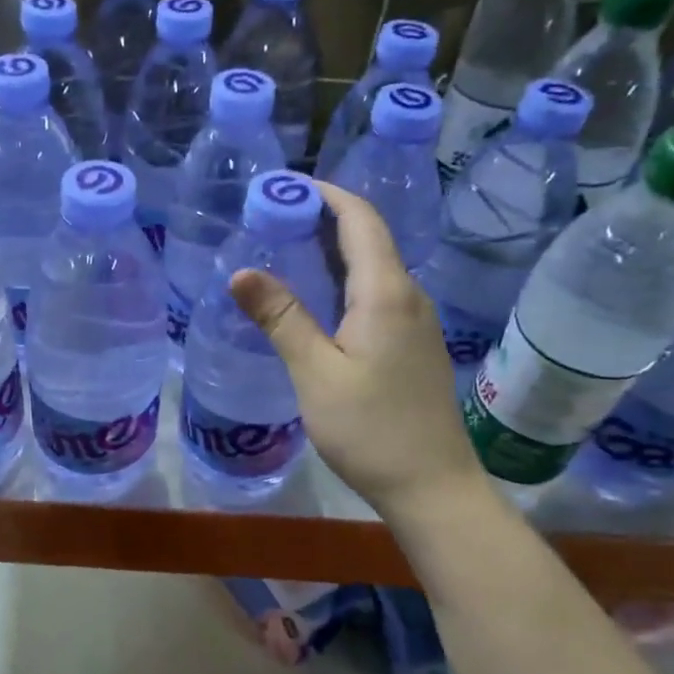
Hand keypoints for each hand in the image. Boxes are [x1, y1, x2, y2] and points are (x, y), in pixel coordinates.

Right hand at [229, 182, 481, 517]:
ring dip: (333, 252)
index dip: (326, 195)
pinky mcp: (414, 346)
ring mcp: (416, 322)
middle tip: (272, 218)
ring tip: (286, 250)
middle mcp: (408, 296)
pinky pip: (378, 295)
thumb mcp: (316, 373)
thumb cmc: (371, 430)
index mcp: (386, 292)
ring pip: (374, 268)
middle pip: (369, 238)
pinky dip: (345, 282)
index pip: (360, 219)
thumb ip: (282, 318)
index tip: (284, 187)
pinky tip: (317, 301)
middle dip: (323, 219)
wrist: (432, 487)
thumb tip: (241, 271)